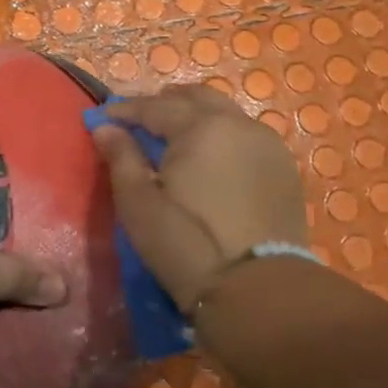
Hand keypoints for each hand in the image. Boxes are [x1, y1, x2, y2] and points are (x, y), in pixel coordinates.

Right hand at [91, 84, 309, 310]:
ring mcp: (267, 144)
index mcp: (201, 127)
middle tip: (139, 121)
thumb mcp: (138, 203)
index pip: (155, 106)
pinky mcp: (284, 168)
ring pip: (225, 113)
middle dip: (164, 103)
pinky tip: (209, 157)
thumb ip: (121, 157)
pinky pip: (246, 135)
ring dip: (195, 116)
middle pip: (196, 97)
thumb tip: (105, 127)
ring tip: (172, 137)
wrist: (256, 289)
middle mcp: (238, 124)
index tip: (103, 117)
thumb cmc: (186, 244)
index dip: (125, 110)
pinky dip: (222, 134)